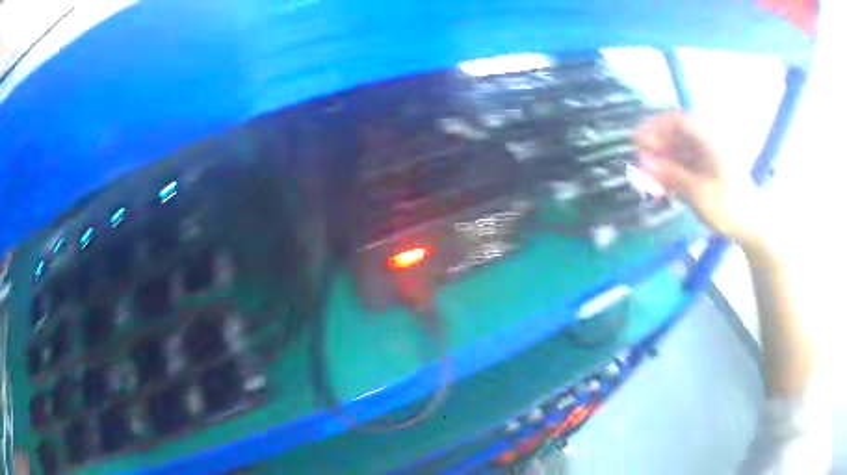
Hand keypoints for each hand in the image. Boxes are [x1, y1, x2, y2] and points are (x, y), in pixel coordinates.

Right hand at [635, 111, 763, 245]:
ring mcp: (708, 159)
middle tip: (640, 162)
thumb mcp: (699, 192)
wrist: (753, 227)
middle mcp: (707, 144)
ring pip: (679, 151)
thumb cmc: (730, 208)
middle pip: (676, 135)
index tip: (637, 140)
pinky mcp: (707, 172)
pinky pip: (685, 166)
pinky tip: (662, 184)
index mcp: (709, 141)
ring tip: (647, 177)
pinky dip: (672, 173)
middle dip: (656, 146)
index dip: (655, 126)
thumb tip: (644, 160)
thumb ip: (672, 173)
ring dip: (662, 161)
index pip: (677, 121)